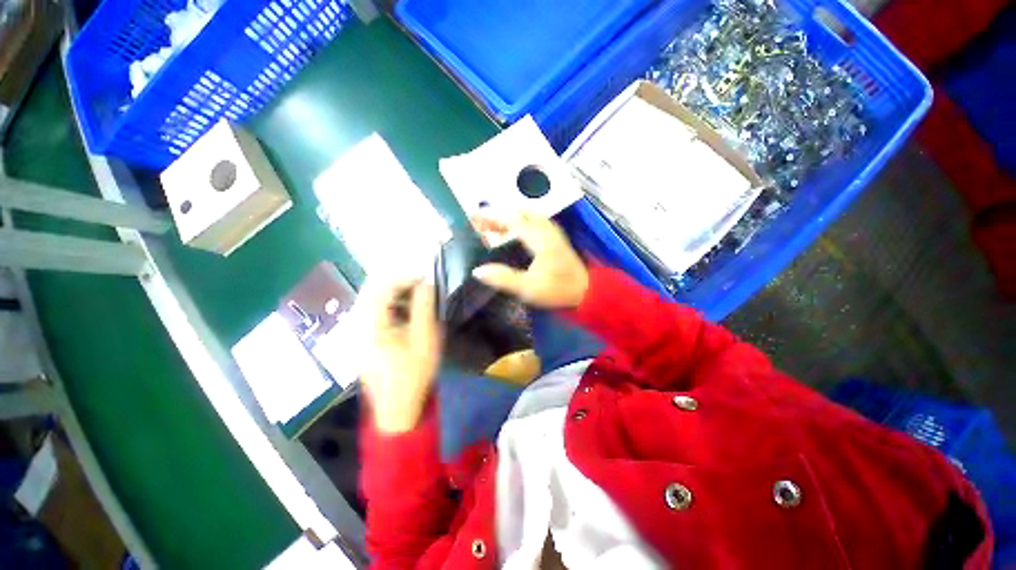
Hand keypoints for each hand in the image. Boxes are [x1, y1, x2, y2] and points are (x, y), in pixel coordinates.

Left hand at [361, 280, 441, 433]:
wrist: (398, 408)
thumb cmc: (414, 373)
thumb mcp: (425, 337)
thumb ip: (424, 306)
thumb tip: (426, 281)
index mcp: (370, 325)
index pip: (381, 288)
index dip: (402, 276)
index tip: (423, 274)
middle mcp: (357, 325)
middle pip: (371, 291)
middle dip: (396, 280)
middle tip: (419, 280)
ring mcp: (357, 333)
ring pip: (371, 300)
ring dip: (393, 291)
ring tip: (415, 291)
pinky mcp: (362, 339)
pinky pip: (373, 312)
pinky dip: (389, 304)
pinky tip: (405, 309)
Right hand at [471, 212, 589, 309]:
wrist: (588, 292)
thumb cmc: (558, 289)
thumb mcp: (528, 288)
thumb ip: (503, 278)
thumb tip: (478, 271)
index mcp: (538, 238)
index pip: (511, 219)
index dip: (491, 217)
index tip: (474, 218)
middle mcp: (546, 230)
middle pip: (520, 213)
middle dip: (500, 216)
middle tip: (484, 224)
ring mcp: (553, 233)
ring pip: (529, 216)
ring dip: (511, 218)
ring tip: (497, 227)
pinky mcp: (557, 240)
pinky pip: (536, 223)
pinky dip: (522, 223)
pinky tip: (518, 233)